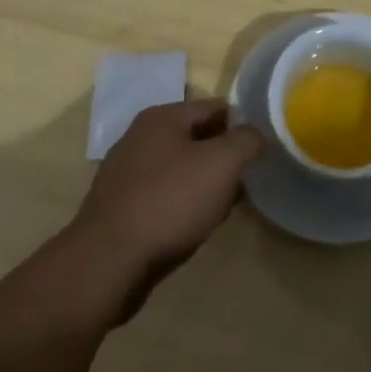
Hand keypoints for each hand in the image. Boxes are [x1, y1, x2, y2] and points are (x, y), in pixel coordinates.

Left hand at [60, 99, 262, 324]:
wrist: (107, 264)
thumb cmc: (169, 202)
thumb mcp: (222, 163)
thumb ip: (246, 141)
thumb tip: (257, 134)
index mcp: (162, 117)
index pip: (215, 107)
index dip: (243, 124)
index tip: (263, 148)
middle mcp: (140, 138)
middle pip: (197, 137)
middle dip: (224, 157)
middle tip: (248, 180)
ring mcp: (126, 174)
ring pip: (180, 169)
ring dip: (205, 184)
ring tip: (226, 207)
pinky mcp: (120, 208)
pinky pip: (163, 196)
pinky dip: (183, 205)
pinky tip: (195, 226)